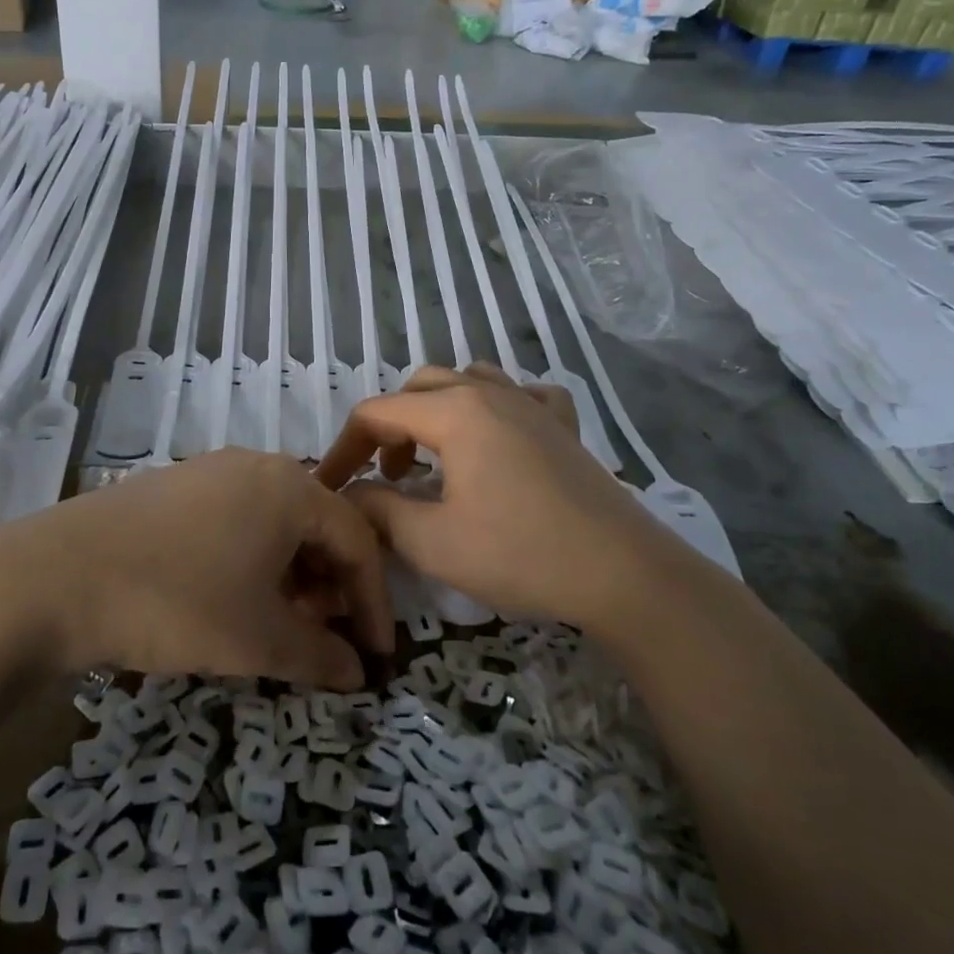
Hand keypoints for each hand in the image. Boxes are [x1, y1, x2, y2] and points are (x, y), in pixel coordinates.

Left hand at [0, 449, 391, 689]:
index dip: (375, 602)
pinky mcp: (173, 485)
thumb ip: (320, 656)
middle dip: (331, 586)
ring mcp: (210, 470)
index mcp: (290, 487)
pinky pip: (236, 518)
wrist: (56, 577)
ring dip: (292, 574)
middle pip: (318, 525)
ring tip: (278, 623)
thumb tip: (357, 672)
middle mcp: (256, 465)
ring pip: (275, 522)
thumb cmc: (176, 603)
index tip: (377, 655)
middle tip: (324, 638)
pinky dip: (252, 559)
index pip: (357, 541)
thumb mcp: (257, 640)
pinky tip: (230, 596)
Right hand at [314, 364, 684, 628]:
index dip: (345, 448)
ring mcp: (532, 405)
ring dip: (437, 410)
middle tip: (387, 476)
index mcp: (454, 412)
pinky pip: (522, 394)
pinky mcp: (563, 426)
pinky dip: (497, 406)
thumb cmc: (520, 554)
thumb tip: (348, 496)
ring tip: (435, 454)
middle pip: (418, 388)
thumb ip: (378, 511)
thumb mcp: (432, 542)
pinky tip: (500, 437)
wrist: (622, 573)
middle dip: (390, 427)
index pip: (377, 412)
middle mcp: (490, 393)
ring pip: (467, 381)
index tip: (331, 486)